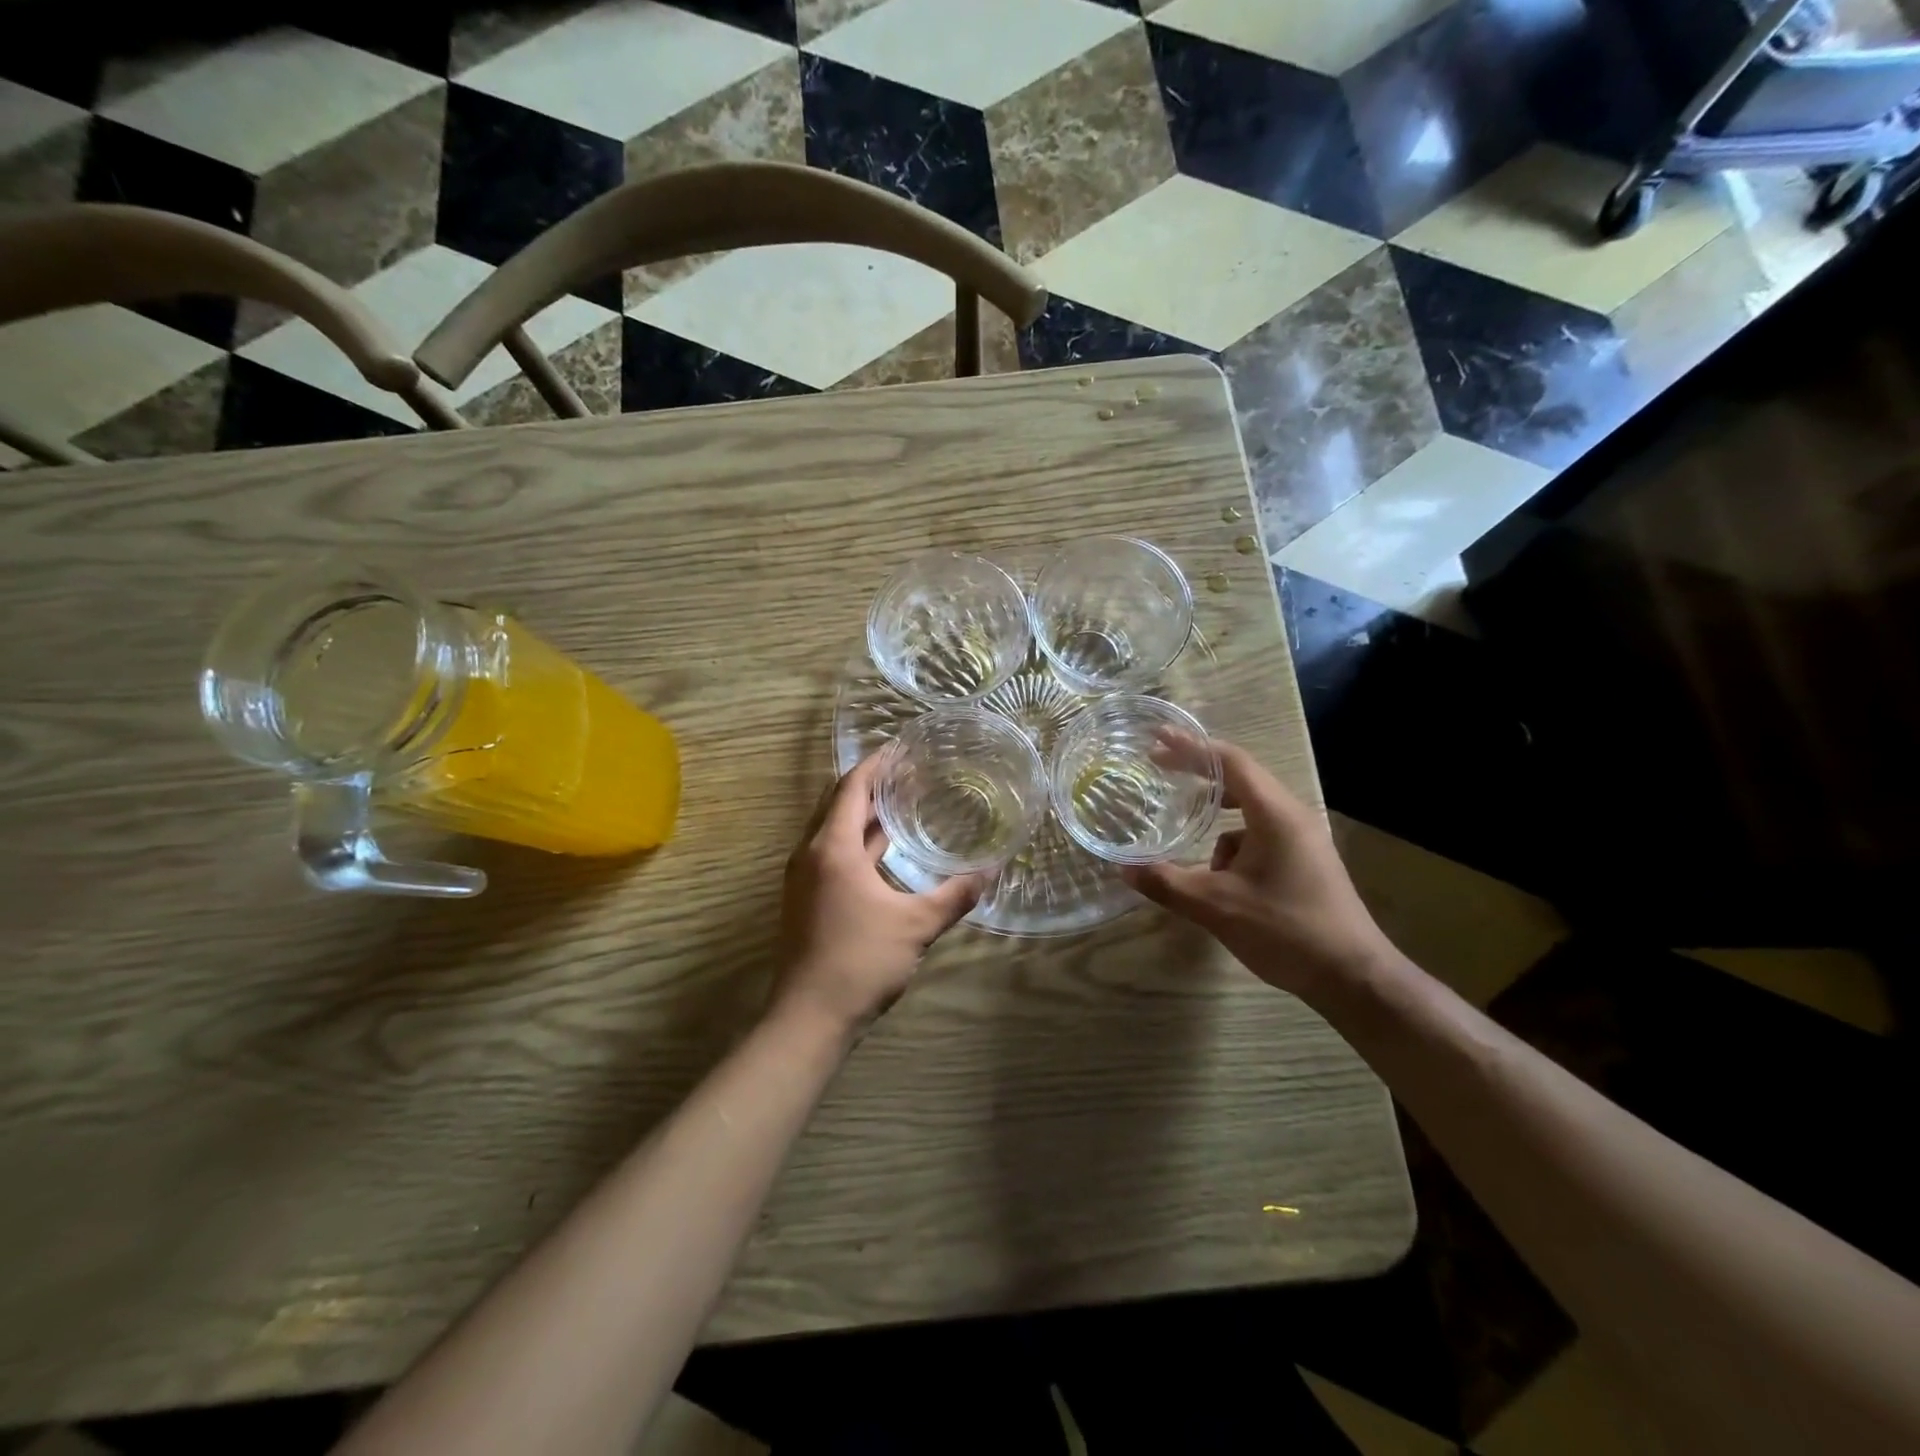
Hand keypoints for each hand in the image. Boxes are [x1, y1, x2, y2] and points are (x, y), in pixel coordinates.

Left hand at [773, 754, 984, 1033]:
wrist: (808, 1019)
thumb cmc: (860, 962)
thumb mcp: (917, 925)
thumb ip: (956, 894)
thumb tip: (992, 870)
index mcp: (832, 848)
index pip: (853, 787)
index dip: (877, 764)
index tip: (903, 748)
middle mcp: (811, 854)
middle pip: (839, 803)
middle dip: (872, 784)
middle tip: (910, 772)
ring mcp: (804, 878)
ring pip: (834, 830)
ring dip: (864, 814)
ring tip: (902, 803)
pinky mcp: (806, 899)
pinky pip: (832, 853)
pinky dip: (857, 841)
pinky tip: (885, 851)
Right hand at [1120, 733, 1399, 999]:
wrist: (1354, 978)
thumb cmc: (1286, 931)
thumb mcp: (1217, 907)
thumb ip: (1167, 883)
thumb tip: (1122, 867)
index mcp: (1275, 814)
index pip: (1230, 762)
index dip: (1192, 748)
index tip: (1158, 741)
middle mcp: (1292, 816)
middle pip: (1240, 778)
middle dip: (1198, 774)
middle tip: (1159, 768)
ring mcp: (1302, 839)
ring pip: (1249, 811)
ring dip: (1215, 817)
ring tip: (1188, 833)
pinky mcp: (1304, 861)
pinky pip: (1259, 835)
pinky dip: (1233, 844)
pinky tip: (1220, 879)